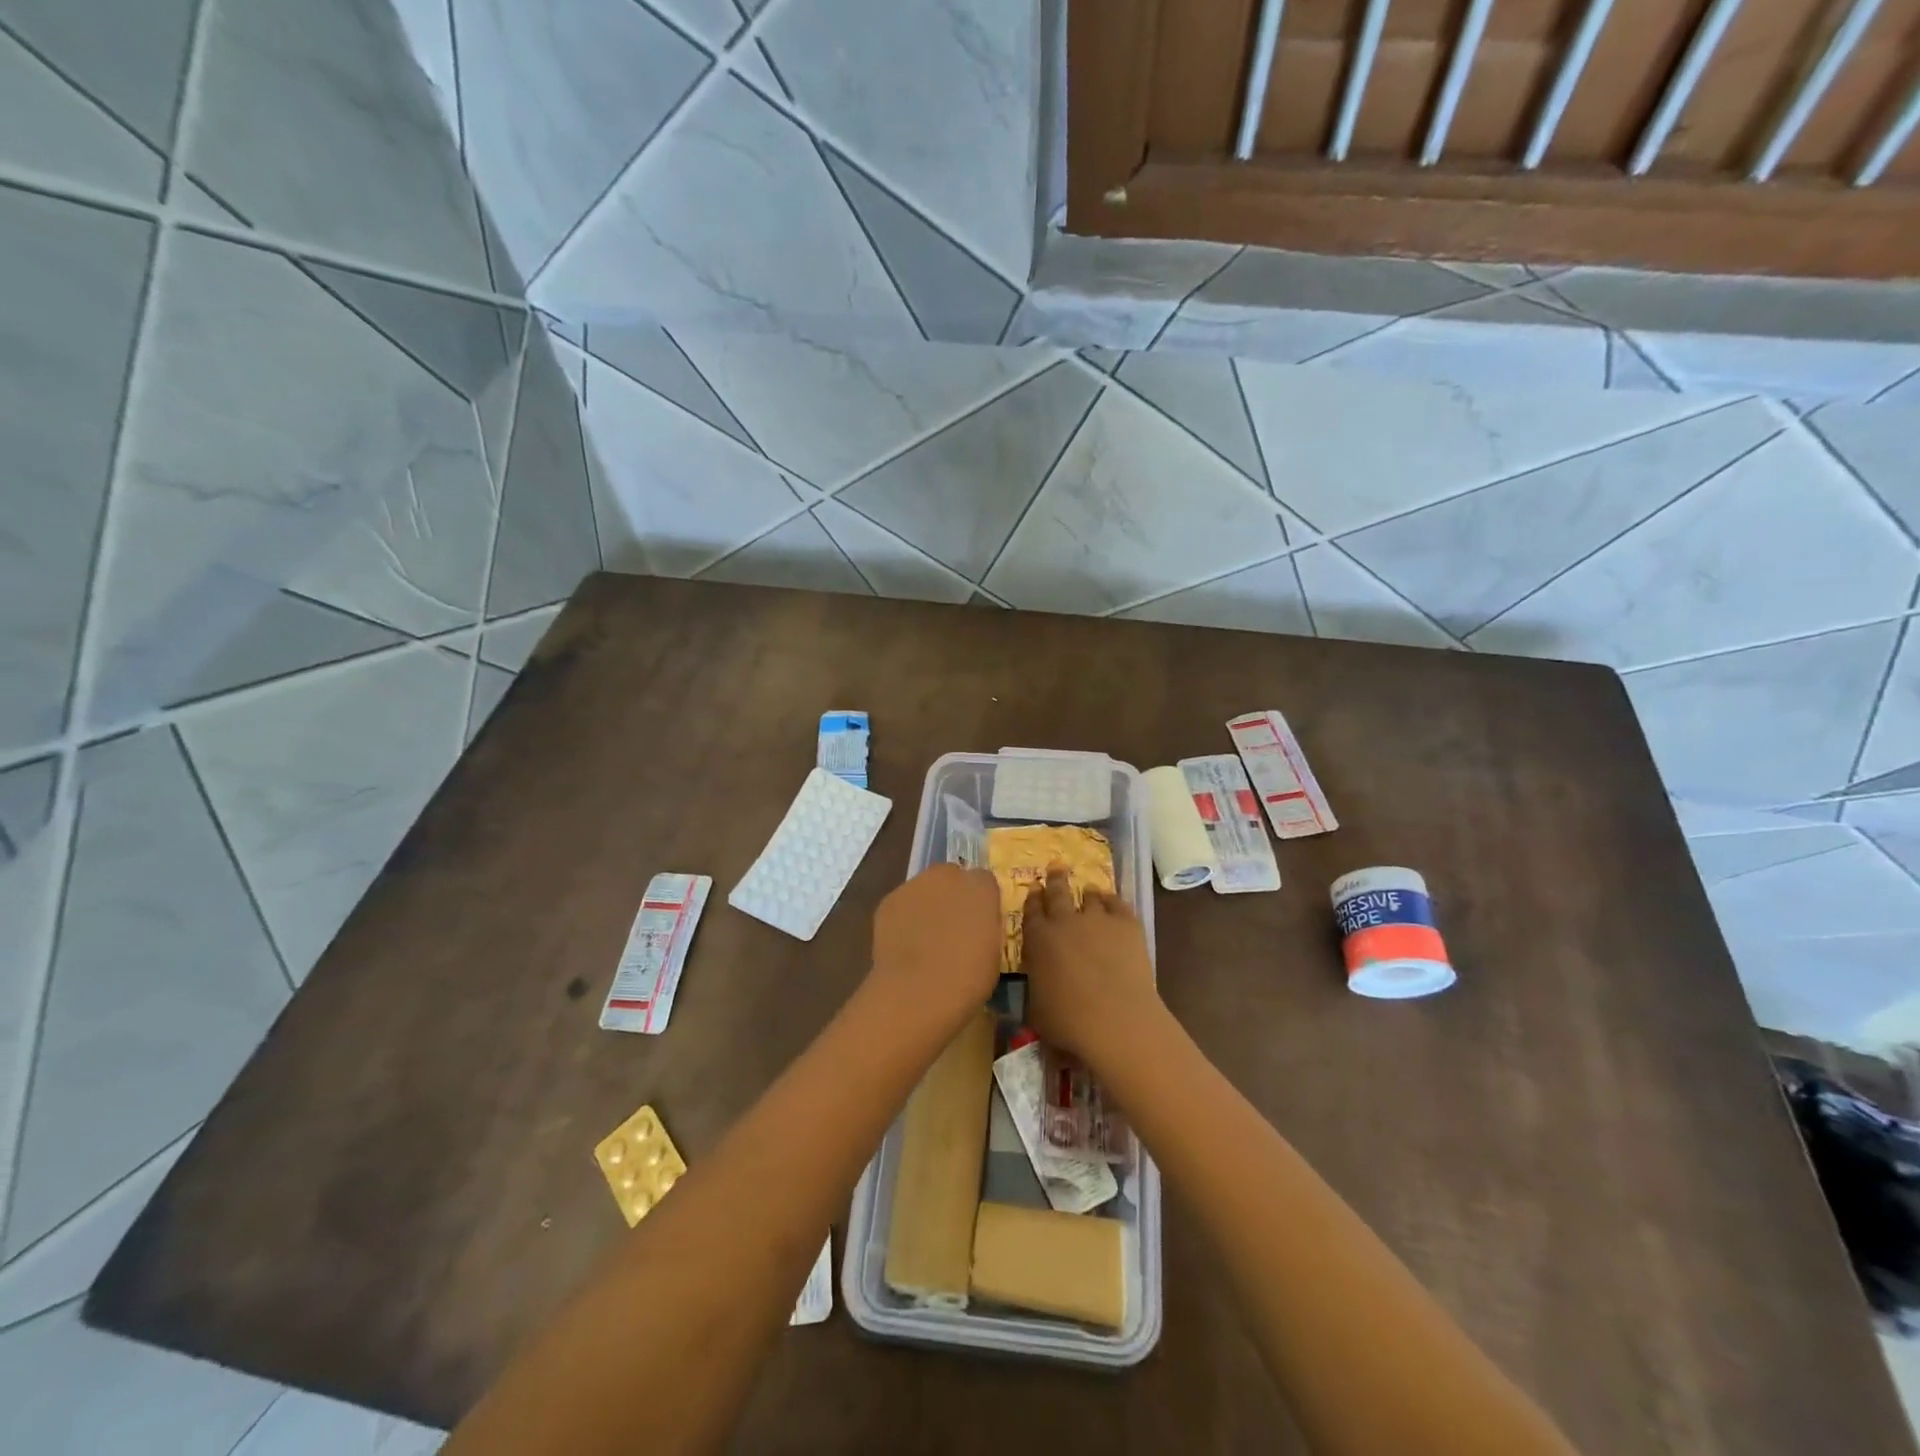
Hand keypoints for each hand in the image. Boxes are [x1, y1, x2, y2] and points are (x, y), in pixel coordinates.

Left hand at [867, 863, 1002, 1034]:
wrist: (917, 992)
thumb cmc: (967, 979)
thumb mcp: (993, 952)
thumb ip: (985, 927)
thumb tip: (976, 925)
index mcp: (982, 888)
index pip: (985, 881)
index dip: (981, 901)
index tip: (979, 923)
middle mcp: (948, 876)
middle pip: (951, 877)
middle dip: (952, 895)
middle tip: (952, 927)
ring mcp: (914, 886)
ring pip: (924, 889)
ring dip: (927, 904)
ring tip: (925, 938)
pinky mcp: (888, 901)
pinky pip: (902, 905)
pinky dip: (904, 918)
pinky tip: (904, 945)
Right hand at [1021, 871, 1163, 1069]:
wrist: (1116, 1019)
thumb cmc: (1069, 1021)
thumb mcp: (1036, 1010)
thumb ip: (1034, 989)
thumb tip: (1034, 989)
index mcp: (1039, 939)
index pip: (1031, 910)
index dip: (1032, 898)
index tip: (1034, 888)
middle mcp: (1065, 921)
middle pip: (1058, 892)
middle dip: (1055, 878)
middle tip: (1056, 867)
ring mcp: (1097, 919)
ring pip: (1090, 895)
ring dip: (1087, 892)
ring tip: (1089, 889)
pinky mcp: (1126, 924)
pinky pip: (1117, 903)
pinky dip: (1113, 900)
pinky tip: (1112, 901)